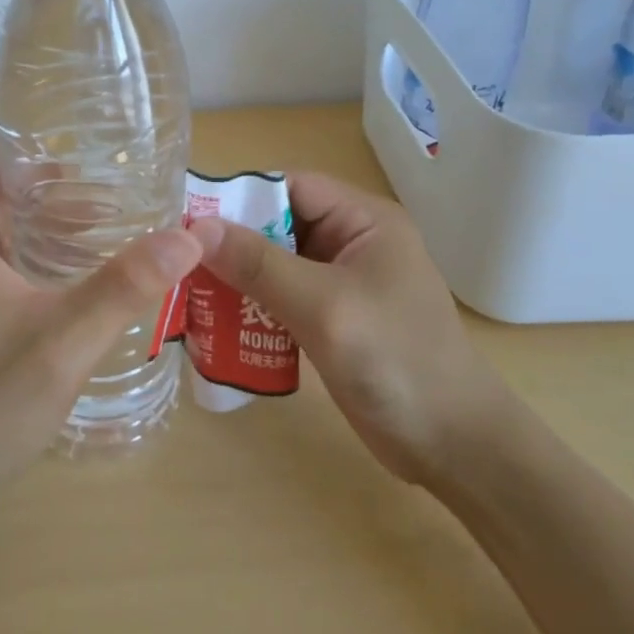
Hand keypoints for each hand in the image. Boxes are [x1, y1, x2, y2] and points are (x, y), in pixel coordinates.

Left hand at [0, 83, 202, 498]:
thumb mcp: (62, 345)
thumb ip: (125, 287)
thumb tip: (188, 234)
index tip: (39, 66)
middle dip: (39, 141)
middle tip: (99, 121)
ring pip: (4, 211)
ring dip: (48, 191)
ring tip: (108, 176)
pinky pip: (11, 244)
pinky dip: (48, 230)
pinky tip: (93, 242)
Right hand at [187, 173, 510, 485]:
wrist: (454, 447)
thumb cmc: (397, 362)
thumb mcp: (325, 307)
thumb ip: (260, 265)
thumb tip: (196, 229)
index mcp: (362, 220)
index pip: (288, 187)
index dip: (238, 199)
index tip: (186, 224)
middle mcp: (351, 241)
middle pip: (276, 225)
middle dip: (231, 245)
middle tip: (179, 266)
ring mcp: (342, 282)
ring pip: (274, 264)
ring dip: (237, 279)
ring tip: (189, 297)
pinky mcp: (333, 318)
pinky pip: (281, 298)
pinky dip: (252, 307)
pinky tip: (218, 326)